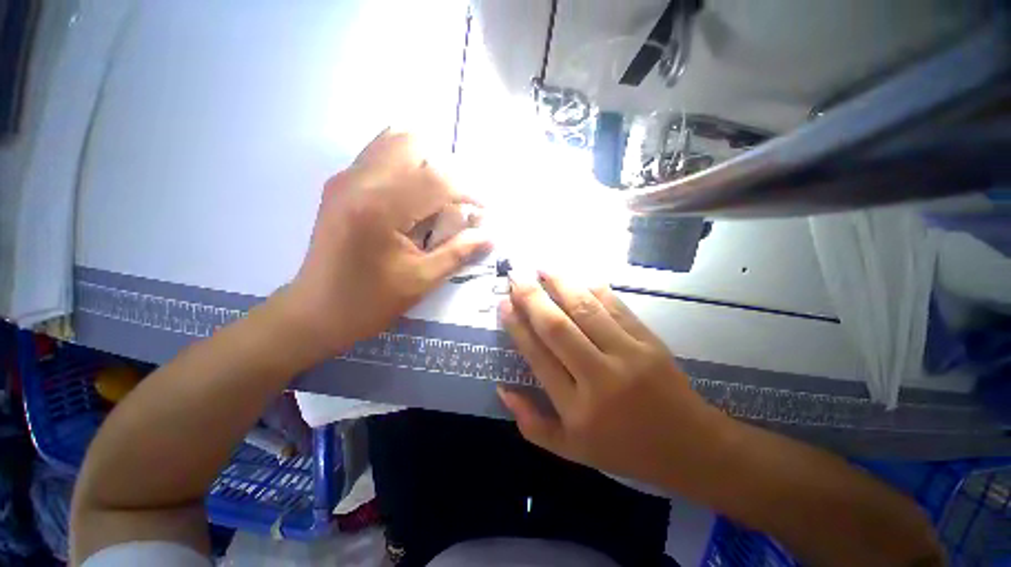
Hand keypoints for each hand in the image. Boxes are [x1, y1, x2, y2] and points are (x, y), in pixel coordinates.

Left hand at [281, 129, 491, 360]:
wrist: (316, 310)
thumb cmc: (370, 302)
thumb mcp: (421, 280)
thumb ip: (458, 252)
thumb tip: (489, 235)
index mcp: (379, 208)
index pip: (436, 179)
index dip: (468, 191)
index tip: (484, 209)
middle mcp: (359, 181)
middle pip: (412, 143)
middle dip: (445, 169)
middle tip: (455, 202)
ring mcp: (345, 178)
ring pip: (394, 140)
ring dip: (424, 163)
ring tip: (436, 197)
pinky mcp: (340, 183)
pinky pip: (379, 154)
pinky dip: (405, 166)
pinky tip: (412, 197)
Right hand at [498, 272, 730, 488]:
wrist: (690, 446)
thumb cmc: (625, 450)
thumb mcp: (571, 450)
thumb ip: (531, 424)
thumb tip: (503, 388)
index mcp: (577, 408)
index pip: (538, 356)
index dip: (518, 327)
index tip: (504, 304)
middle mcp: (599, 377)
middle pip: (558, 328)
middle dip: (532, 298)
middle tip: (516, 276)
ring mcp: (628, 354)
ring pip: (586, 310)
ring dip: (561, 284)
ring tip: (542, 267)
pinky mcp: (648, 340)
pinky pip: (615, 307)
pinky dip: (593, 288)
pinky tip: (578, 276)